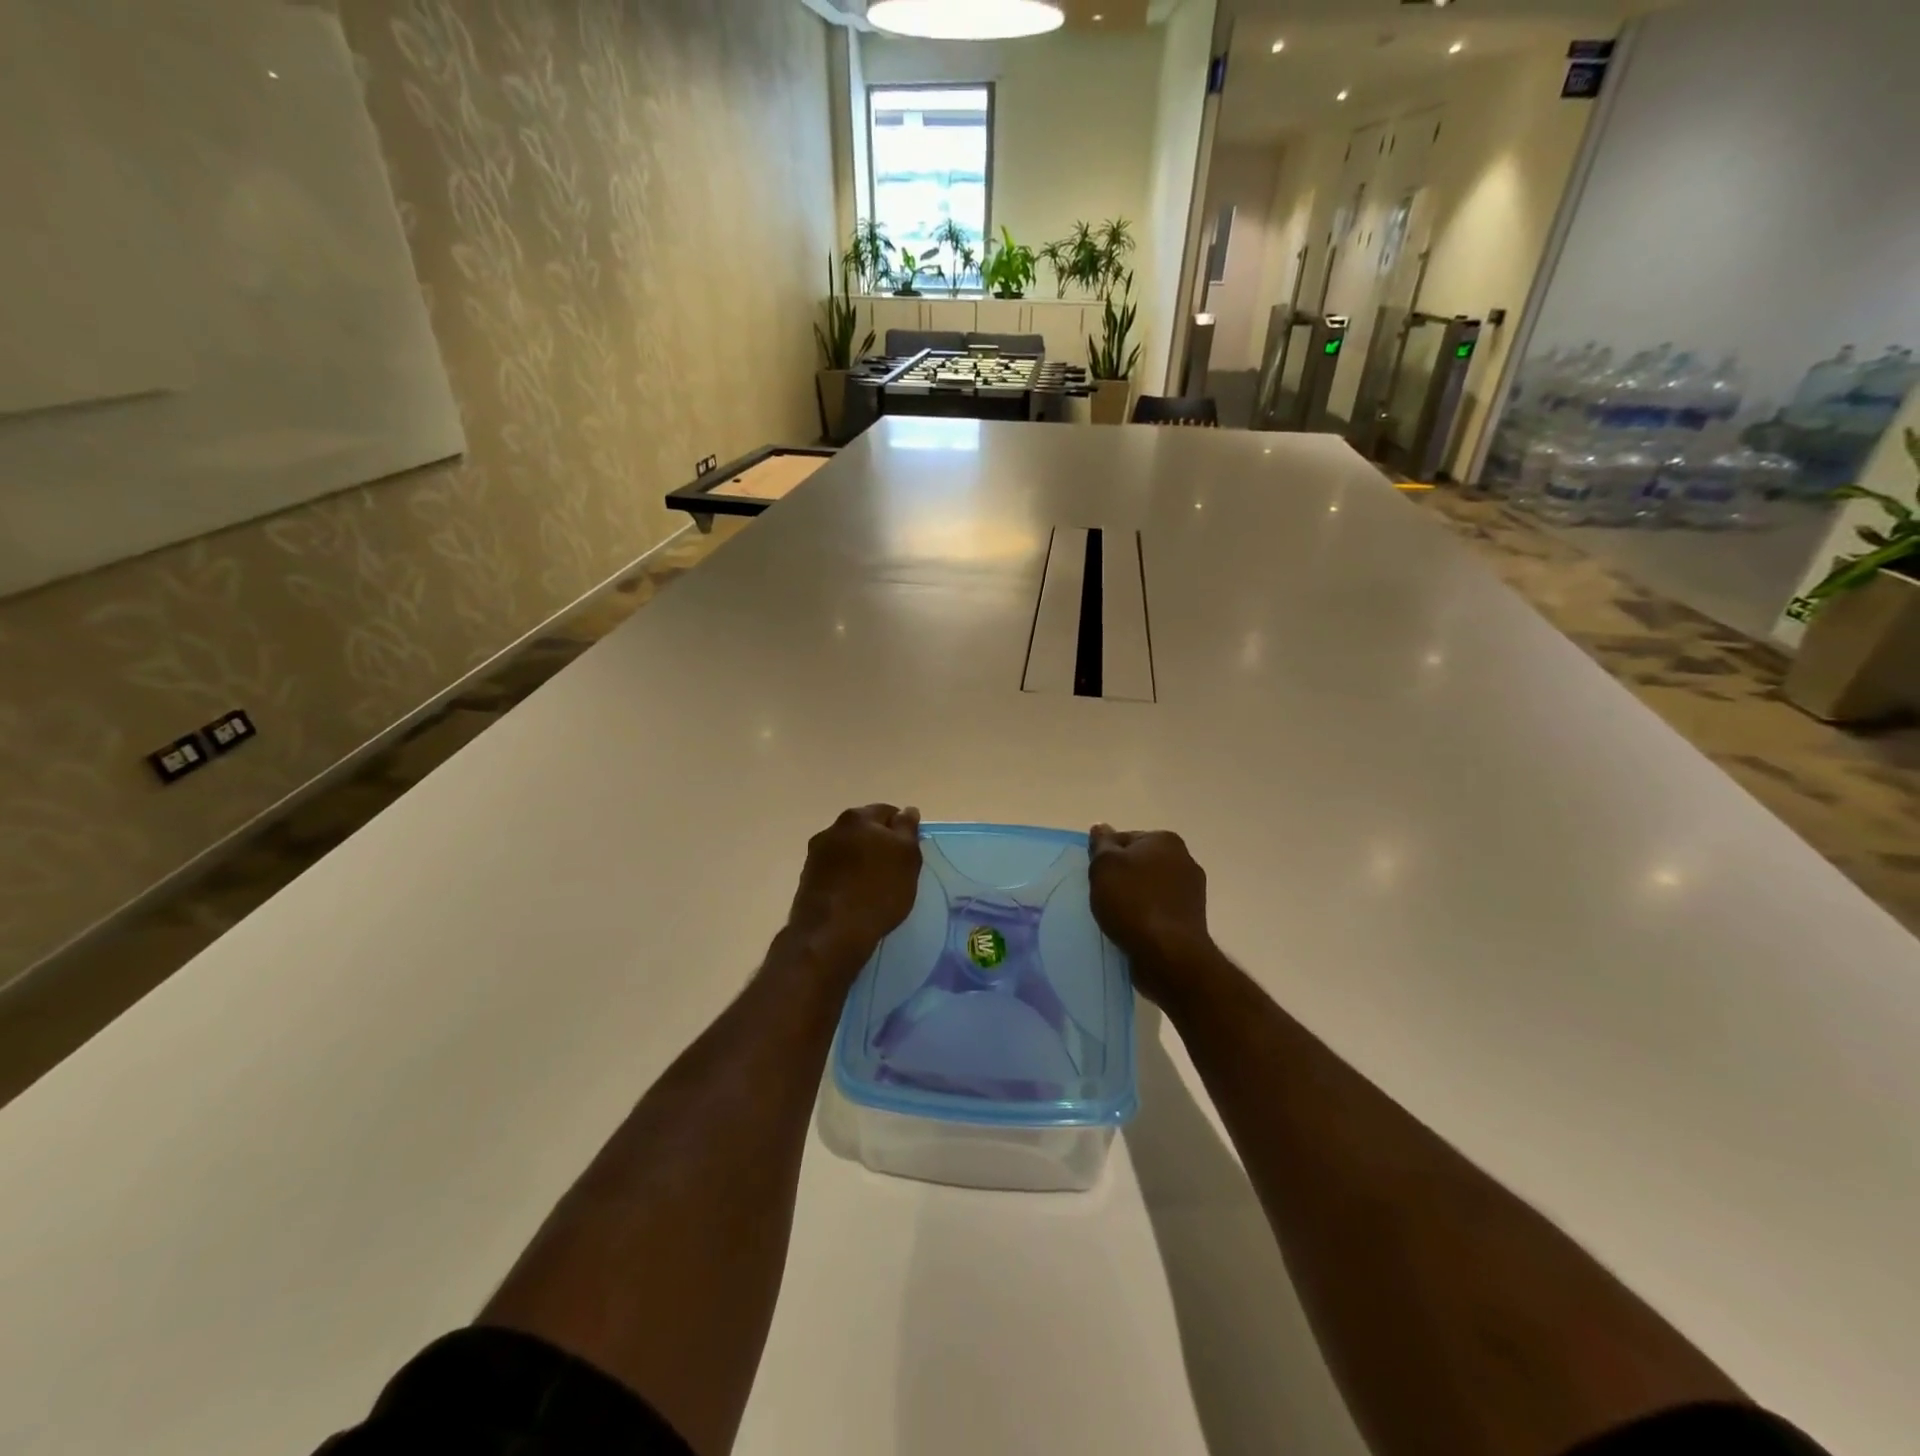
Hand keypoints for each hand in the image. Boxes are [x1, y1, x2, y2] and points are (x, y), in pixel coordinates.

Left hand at [787, 805, 922, 974]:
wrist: (831, 933)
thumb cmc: (878, 891)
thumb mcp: (907, 857)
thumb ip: (908, 829)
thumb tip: (907, 810)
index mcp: (858, 817)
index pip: (887, 812)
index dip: (902, 830)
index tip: (909, 852)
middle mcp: (832, 829)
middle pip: (864, 829)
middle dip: (879, 844)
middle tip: (895, 869)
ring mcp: (815, 854)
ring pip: (847, 850)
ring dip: (860, 861)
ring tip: (874, 886)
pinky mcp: (807, 879)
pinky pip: (835, 871)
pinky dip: (846, 878)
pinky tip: (855, 897)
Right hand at [1088, 825, 1216, 1009]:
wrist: (1168, 954)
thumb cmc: (1133, 902)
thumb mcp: (1104, 866)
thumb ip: (1101, 843)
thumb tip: (1101, 827)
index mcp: (1165, 840)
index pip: (1124, 839)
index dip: (1105, 856)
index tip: (1095, 876)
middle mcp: (1184, 859)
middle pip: (1139, 862)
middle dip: (1121, 876)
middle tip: (1102, 895)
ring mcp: (1191, 891)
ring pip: (1149, 887)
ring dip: (1133, 898)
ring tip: (1115, 916)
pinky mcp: (1191, 919)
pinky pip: (1158, 910)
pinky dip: (1145, 916)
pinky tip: (1132, 929)